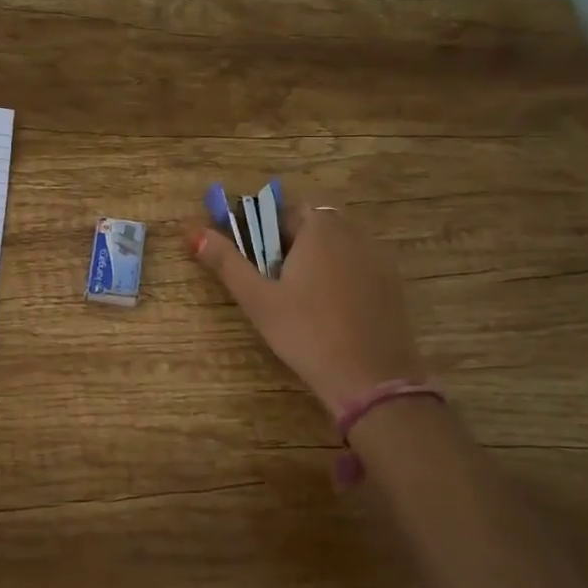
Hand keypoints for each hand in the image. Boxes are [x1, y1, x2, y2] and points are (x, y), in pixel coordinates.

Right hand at [190, 202, 426, 416]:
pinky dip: (343, 277)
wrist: (370, 377)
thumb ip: (227, 262)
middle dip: (293, 244)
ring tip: (302, 298)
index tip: (256, 258)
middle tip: (275, 281)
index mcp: (320, 228)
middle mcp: (354, 233)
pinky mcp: (394, 284)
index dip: (268, 229)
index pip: (289, 209)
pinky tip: (331, 311)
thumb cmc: (306, 332)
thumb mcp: (258, 299)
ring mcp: (379, 258)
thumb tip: (194, 233)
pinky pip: (360, 266)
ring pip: (340, 245)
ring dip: (319, 259)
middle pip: (317, 224)